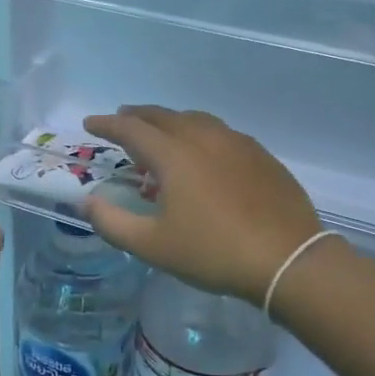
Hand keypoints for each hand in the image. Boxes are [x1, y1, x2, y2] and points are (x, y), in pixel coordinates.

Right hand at [83, 107, 321, 304]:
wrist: (288, 260)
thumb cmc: (214, 252)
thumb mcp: (153, 246)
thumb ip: (112, 222)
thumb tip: (86, 202)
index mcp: (174, 155)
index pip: (131, 129)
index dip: (107, 124)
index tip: (90, 123)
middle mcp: (203, 138)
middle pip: (163, 116)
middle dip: (137, 116)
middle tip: (121, 120)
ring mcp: (236, 143)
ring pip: (194, 119)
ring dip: (170, 121)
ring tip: (160, 134)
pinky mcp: (261, 155)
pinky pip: (220, 132)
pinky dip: (199, 133)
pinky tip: (203, 152)